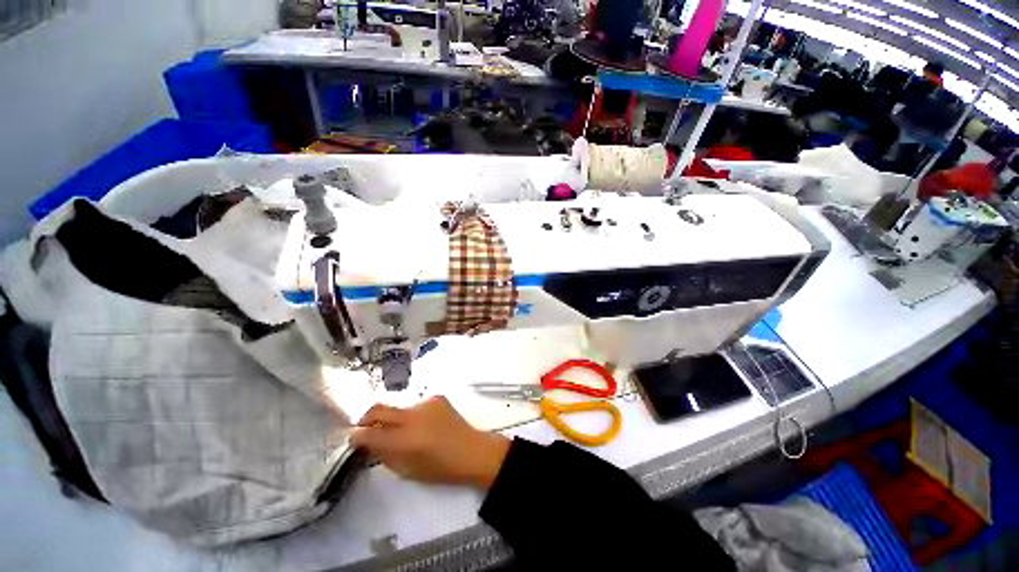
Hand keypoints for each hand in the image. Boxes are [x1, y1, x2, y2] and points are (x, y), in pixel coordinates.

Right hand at [351, 396, 510, 488]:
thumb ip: (385, 455)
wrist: (471, 450)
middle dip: (366, 418)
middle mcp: (413, 417)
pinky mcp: (436, 397)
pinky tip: (424, 424)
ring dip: (395, 418)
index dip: (357, 435)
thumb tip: (369, 442)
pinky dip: (413, 415)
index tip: (353, 437)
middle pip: (378, 409)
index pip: (370, 434)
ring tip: (405, 431)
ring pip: (398, 407)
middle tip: (365, 427)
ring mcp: (425, 403)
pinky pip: (416, 405)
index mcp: (405, 441)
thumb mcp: (407, 470)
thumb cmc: (440, 468)